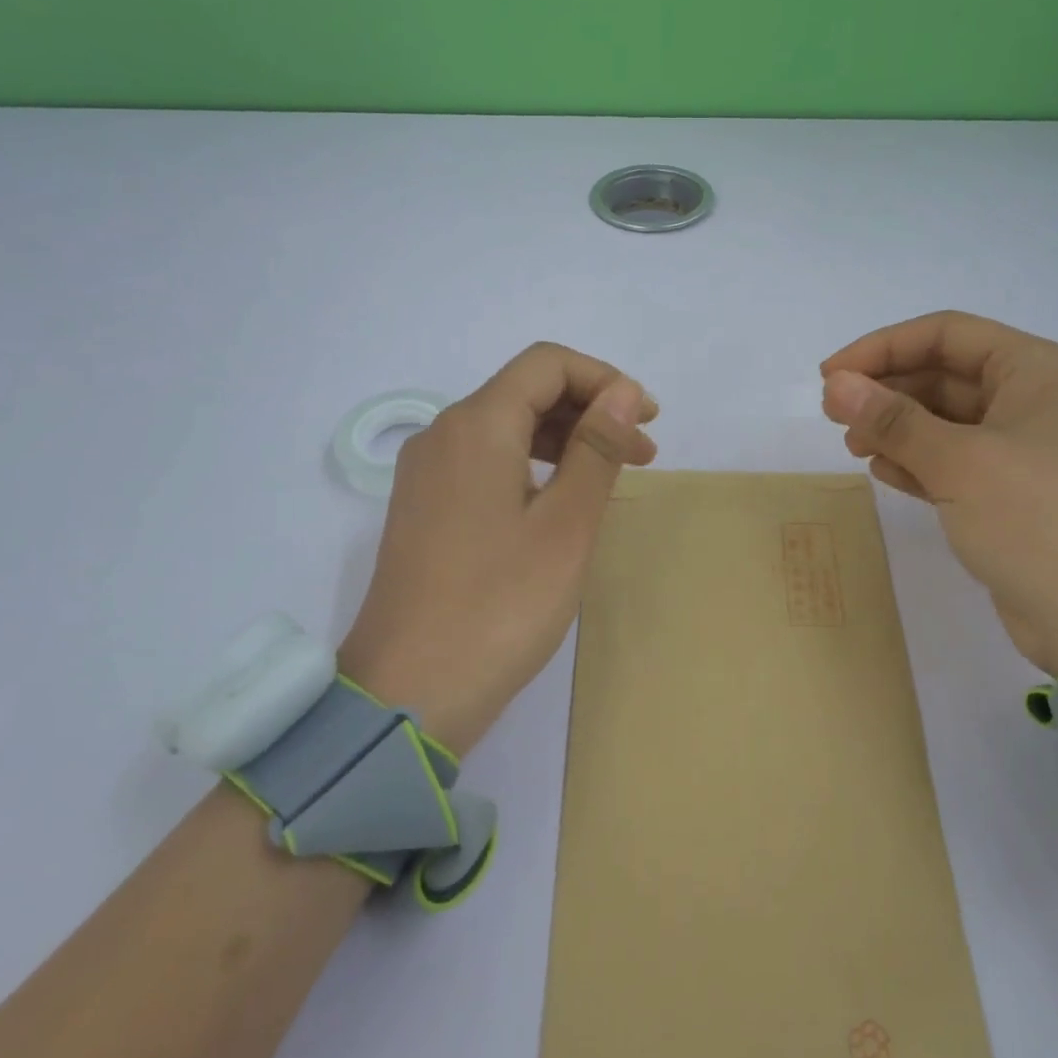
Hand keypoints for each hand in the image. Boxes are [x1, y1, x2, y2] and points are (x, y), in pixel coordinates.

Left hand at [336, 343, 656, 754]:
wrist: (409, 693)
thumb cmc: (500, 606)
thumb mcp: (565, 526)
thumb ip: (596, 449)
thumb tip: (624, 392)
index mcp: (476, 426)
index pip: (547, 365)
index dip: (605, 380)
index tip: (648, 421)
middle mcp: (443, 435)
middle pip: (524, 391)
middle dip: (590, 411)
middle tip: (643, 455)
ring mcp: (427, 474)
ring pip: (506, 428)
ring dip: (565, 439)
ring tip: (611, 479)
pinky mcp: (425, 509)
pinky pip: (486, 462)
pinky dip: (533, 466)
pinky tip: (560, 502)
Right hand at [821, 311, 1057, 674]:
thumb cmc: (1037, 521)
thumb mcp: (960, 462)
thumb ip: (894, 420)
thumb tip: (836, 384)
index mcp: (1038, 370)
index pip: (947, 335)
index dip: (883, 348)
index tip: (831, 375)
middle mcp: (1033, 399)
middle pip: (943, 376)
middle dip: (886, 391)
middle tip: (833, 416)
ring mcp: (1022, 448)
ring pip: (943, 420)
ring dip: (895, 428)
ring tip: (853, 448)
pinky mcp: (1009, 491)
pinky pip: (951, 460)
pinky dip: (916, 461)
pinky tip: (883, 472)